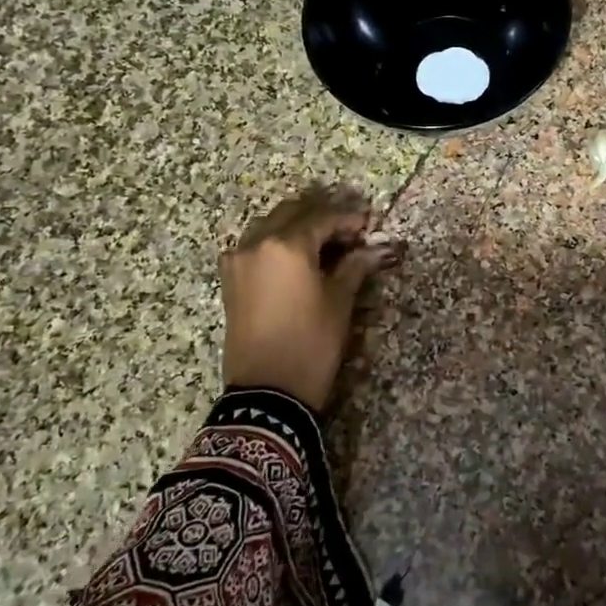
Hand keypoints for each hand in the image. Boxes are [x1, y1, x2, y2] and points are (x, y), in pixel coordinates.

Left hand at [220, 186, 401, 410]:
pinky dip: (276, 244)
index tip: (368, 226)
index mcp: (287, 245)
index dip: (348, 220)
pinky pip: (254, 247)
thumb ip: (354, 267)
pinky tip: (296, 259)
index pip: (322, 218)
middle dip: (320, 217)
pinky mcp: (230, 280)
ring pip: (269, 227)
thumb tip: (375, 249)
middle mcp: (257, 243)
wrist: (266, 391)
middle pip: (292, 213)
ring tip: (324, 244)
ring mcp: (238, 260)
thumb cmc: (311, 343)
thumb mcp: (339, 302)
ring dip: (296, 227)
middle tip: (348, 232)